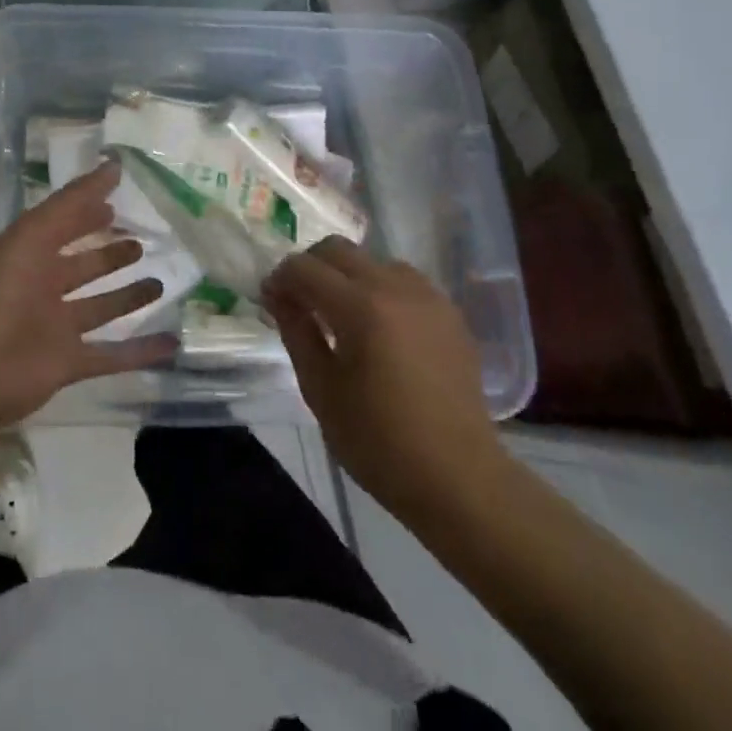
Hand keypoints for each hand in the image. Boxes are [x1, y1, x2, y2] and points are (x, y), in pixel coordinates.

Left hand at [0, 160, 177, 435]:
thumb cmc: (0, 289)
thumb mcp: (34, 233)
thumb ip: (74, 201)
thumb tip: (114, 165)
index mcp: (27, 253)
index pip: (63, 225)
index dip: (86, 212)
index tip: (116, 202)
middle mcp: (41, 288)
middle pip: (82, 267)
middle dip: (109, 255)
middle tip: (142, 243)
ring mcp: (55, 328)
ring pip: (99, 309)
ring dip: (127, 298)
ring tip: (160, 284)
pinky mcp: (68, 364)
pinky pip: (111, 355)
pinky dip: (140, 351)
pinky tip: (171, 341)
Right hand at [264, 238, 508, 531]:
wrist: (460, 480)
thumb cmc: (380, 442)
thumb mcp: (321, 390)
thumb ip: (296, 332)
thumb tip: (278, 295)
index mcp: (360, 308)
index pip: (304, 268)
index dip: (280, 279)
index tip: (271, 300)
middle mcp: (394, 288)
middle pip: (338, 250)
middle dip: (311, 267)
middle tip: (300, 301)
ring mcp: (427, 297)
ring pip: (372, 260)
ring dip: (348, 275)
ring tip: (342, 314)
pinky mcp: (449, 313)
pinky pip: (404, 281)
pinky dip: (381, 289)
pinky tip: (379, 326)